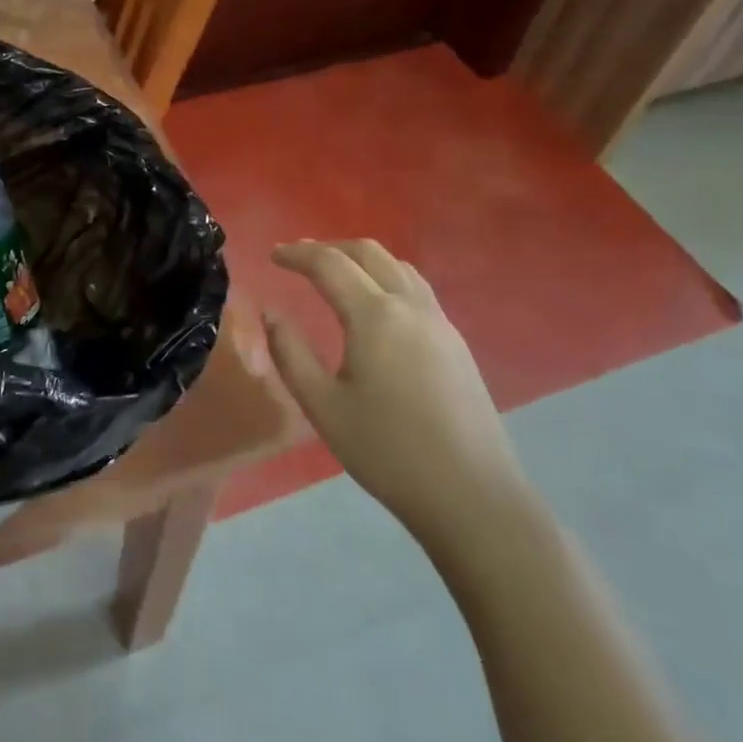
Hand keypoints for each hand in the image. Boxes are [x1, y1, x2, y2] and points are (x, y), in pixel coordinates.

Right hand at [264, 240, 537, 572]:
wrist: (471, 494)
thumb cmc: (387, 452)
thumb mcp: (323, 406)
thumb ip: (290, 353)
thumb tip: (271, 312)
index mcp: (374, 316)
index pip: (329, 264)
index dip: (297, 254)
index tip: (273, 256)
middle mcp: (410, 305)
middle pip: (368, 252)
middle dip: (330, 247)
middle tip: (299, 258)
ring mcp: (439, 321)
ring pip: (398, 266)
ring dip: (361, 259)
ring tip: (335, 273)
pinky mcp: (456, 341)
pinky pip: (416, 288)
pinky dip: (386, 277)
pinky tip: (375, 304)